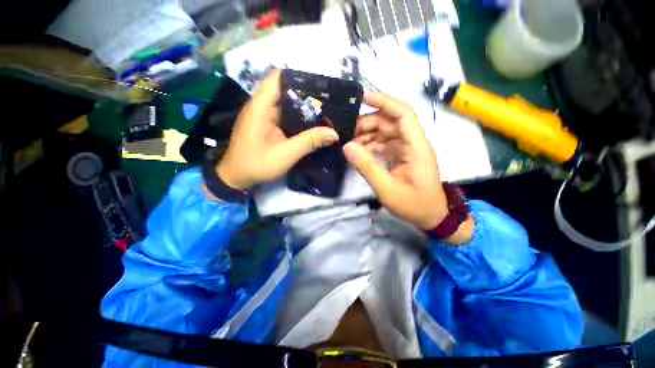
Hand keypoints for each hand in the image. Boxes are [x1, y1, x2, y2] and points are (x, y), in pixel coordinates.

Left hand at [214, 70, 338, 191]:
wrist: (236, 178)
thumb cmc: (257, 164)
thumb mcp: (286, 154)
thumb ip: (309, 142)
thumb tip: (334, 133)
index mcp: (260, 107)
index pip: (277, 78)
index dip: (297, 77)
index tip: (318, 85)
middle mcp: (260, 107)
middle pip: (283, 90)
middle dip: (304, 94)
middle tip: (326, 101)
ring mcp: (262, 116)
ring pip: (284, 103)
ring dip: (301, 107)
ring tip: (322, 110)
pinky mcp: (264, 125)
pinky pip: (282, 115)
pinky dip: (295, 117)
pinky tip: (309, 124)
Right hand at [344, 94, 448, 230]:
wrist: (431, 216)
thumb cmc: (413, 204)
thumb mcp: (386, 189)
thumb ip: (367, 167)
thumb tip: (347, 147)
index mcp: (416, 147)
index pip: (403, 114)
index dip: (384, 102)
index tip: (363, 98)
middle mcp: (413, 143)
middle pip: (390, 122)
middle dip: (367, 123)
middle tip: (347, 132)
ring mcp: (407, 149)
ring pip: (385, 132)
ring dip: (367, 134)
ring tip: (349, 142)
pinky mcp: (402, 156)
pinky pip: (385, 143)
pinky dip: (371, 145)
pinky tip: (359, 150)